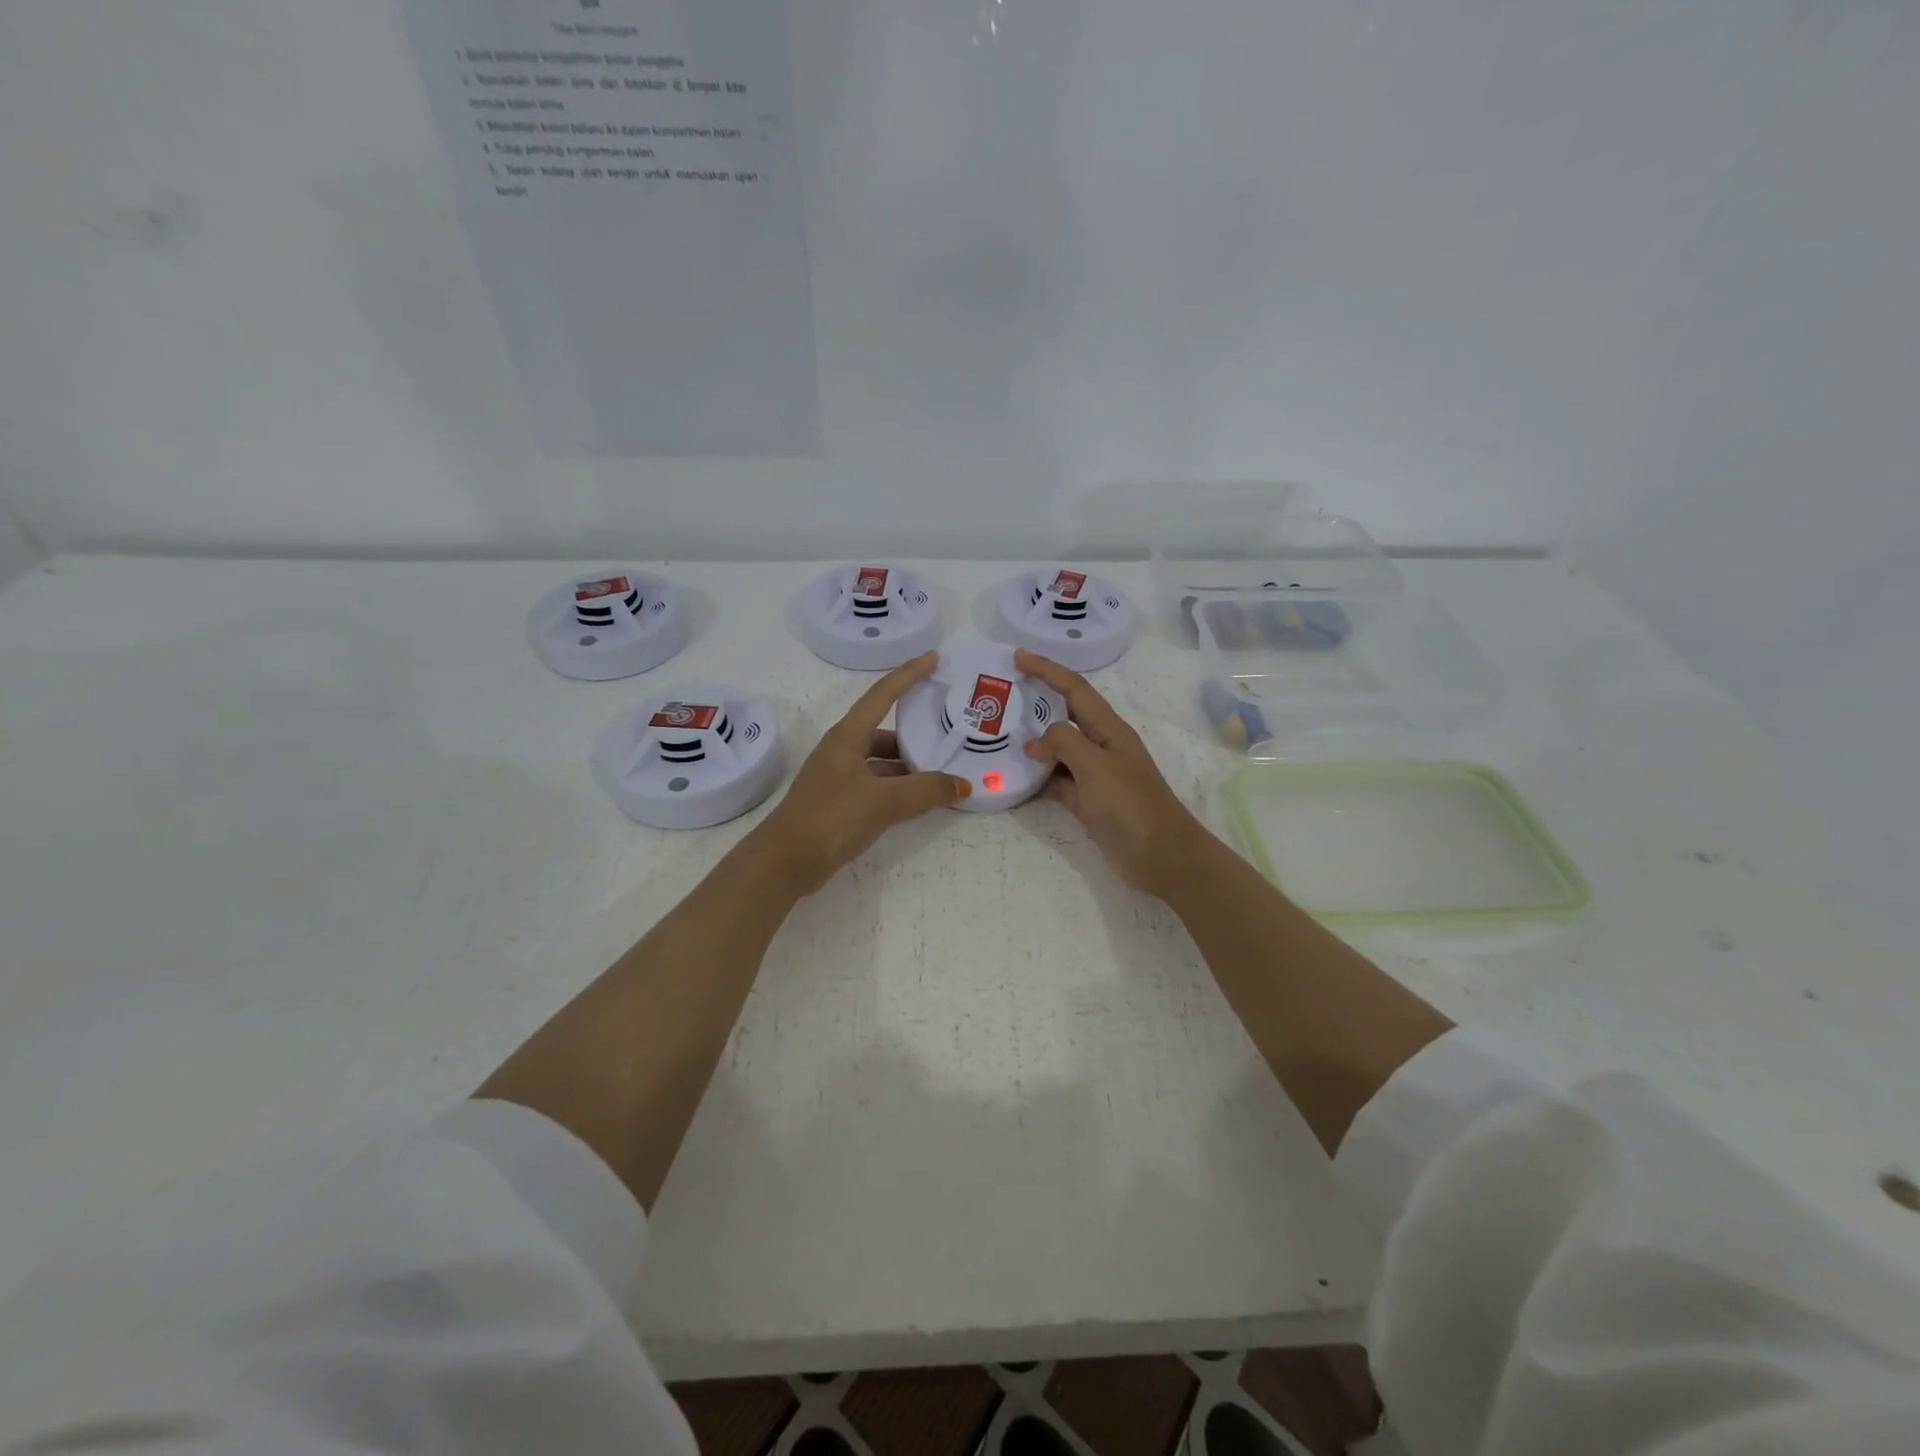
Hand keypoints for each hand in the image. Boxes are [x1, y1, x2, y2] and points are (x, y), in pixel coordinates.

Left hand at [752, 653, 970, 895]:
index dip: (909, 675)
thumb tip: (963, 785)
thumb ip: (926, 791)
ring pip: (881, 763)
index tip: (934, 658)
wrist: (785, 862)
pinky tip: (918, 802)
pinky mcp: (838, 803)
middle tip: (948, 737)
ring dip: (908, 767)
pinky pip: (877, 786)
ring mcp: (838, 778)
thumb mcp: (884, 801)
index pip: (882, 695)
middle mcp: (842, 751)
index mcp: (848, 737)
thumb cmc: (831, 818)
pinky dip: (898, 789)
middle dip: (915, 736)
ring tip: (941, 776)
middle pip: (884, 732)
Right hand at [1017, 650, 1209, 897]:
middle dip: (1037, 702)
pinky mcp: (1088, 802)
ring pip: (1058, 751)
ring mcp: (1095, 775)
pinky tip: (1014, 779)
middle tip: (1002, 695)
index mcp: (1109, 729)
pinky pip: (1056, 782)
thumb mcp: (1096, 766)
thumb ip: (1064, 743)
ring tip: (998, 737)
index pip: (1075, 689)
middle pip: (1064, 716)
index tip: (1018, 657)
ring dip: (1033, 744)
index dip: (1047, 670)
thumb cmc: (1132, 806)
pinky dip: (1037, 779)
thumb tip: (1034, 742)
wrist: (1162, 857)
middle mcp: (1102, 746)